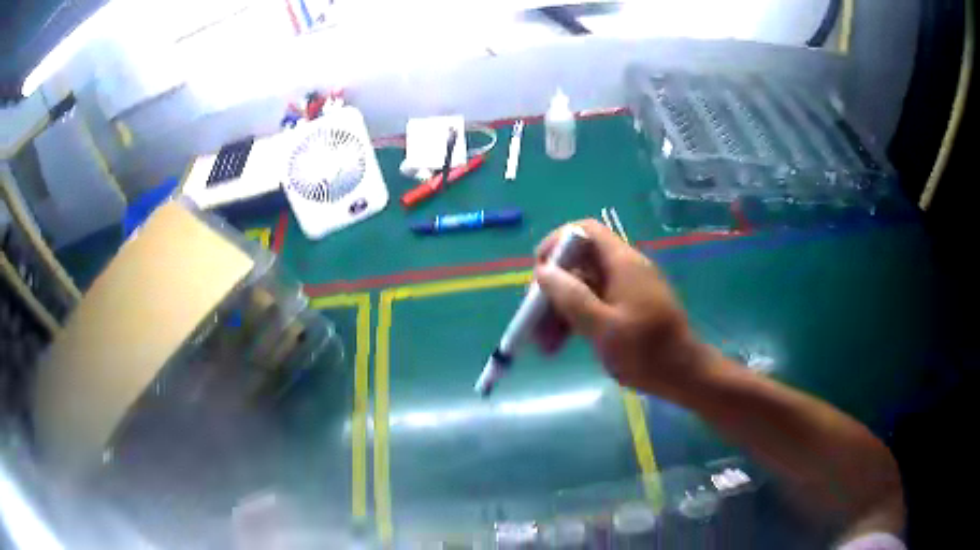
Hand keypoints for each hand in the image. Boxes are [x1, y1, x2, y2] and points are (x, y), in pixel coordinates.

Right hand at [533, 219, 711, 398]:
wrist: (684, 375)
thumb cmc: (646, 351)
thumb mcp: (603, 327)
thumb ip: (571, 297)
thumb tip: (542, 271)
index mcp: (622, 263)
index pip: (585, 231)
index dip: (557, 242)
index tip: (539, 272)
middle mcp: (624, 269)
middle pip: (580, 263)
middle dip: (554, 289)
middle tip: (535, 319)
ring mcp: (627, 290)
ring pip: (584, 287)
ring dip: (561, 310)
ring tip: (544, 345)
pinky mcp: (628, 309)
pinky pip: (595, 304)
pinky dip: (576, 319)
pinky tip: (560, 345)